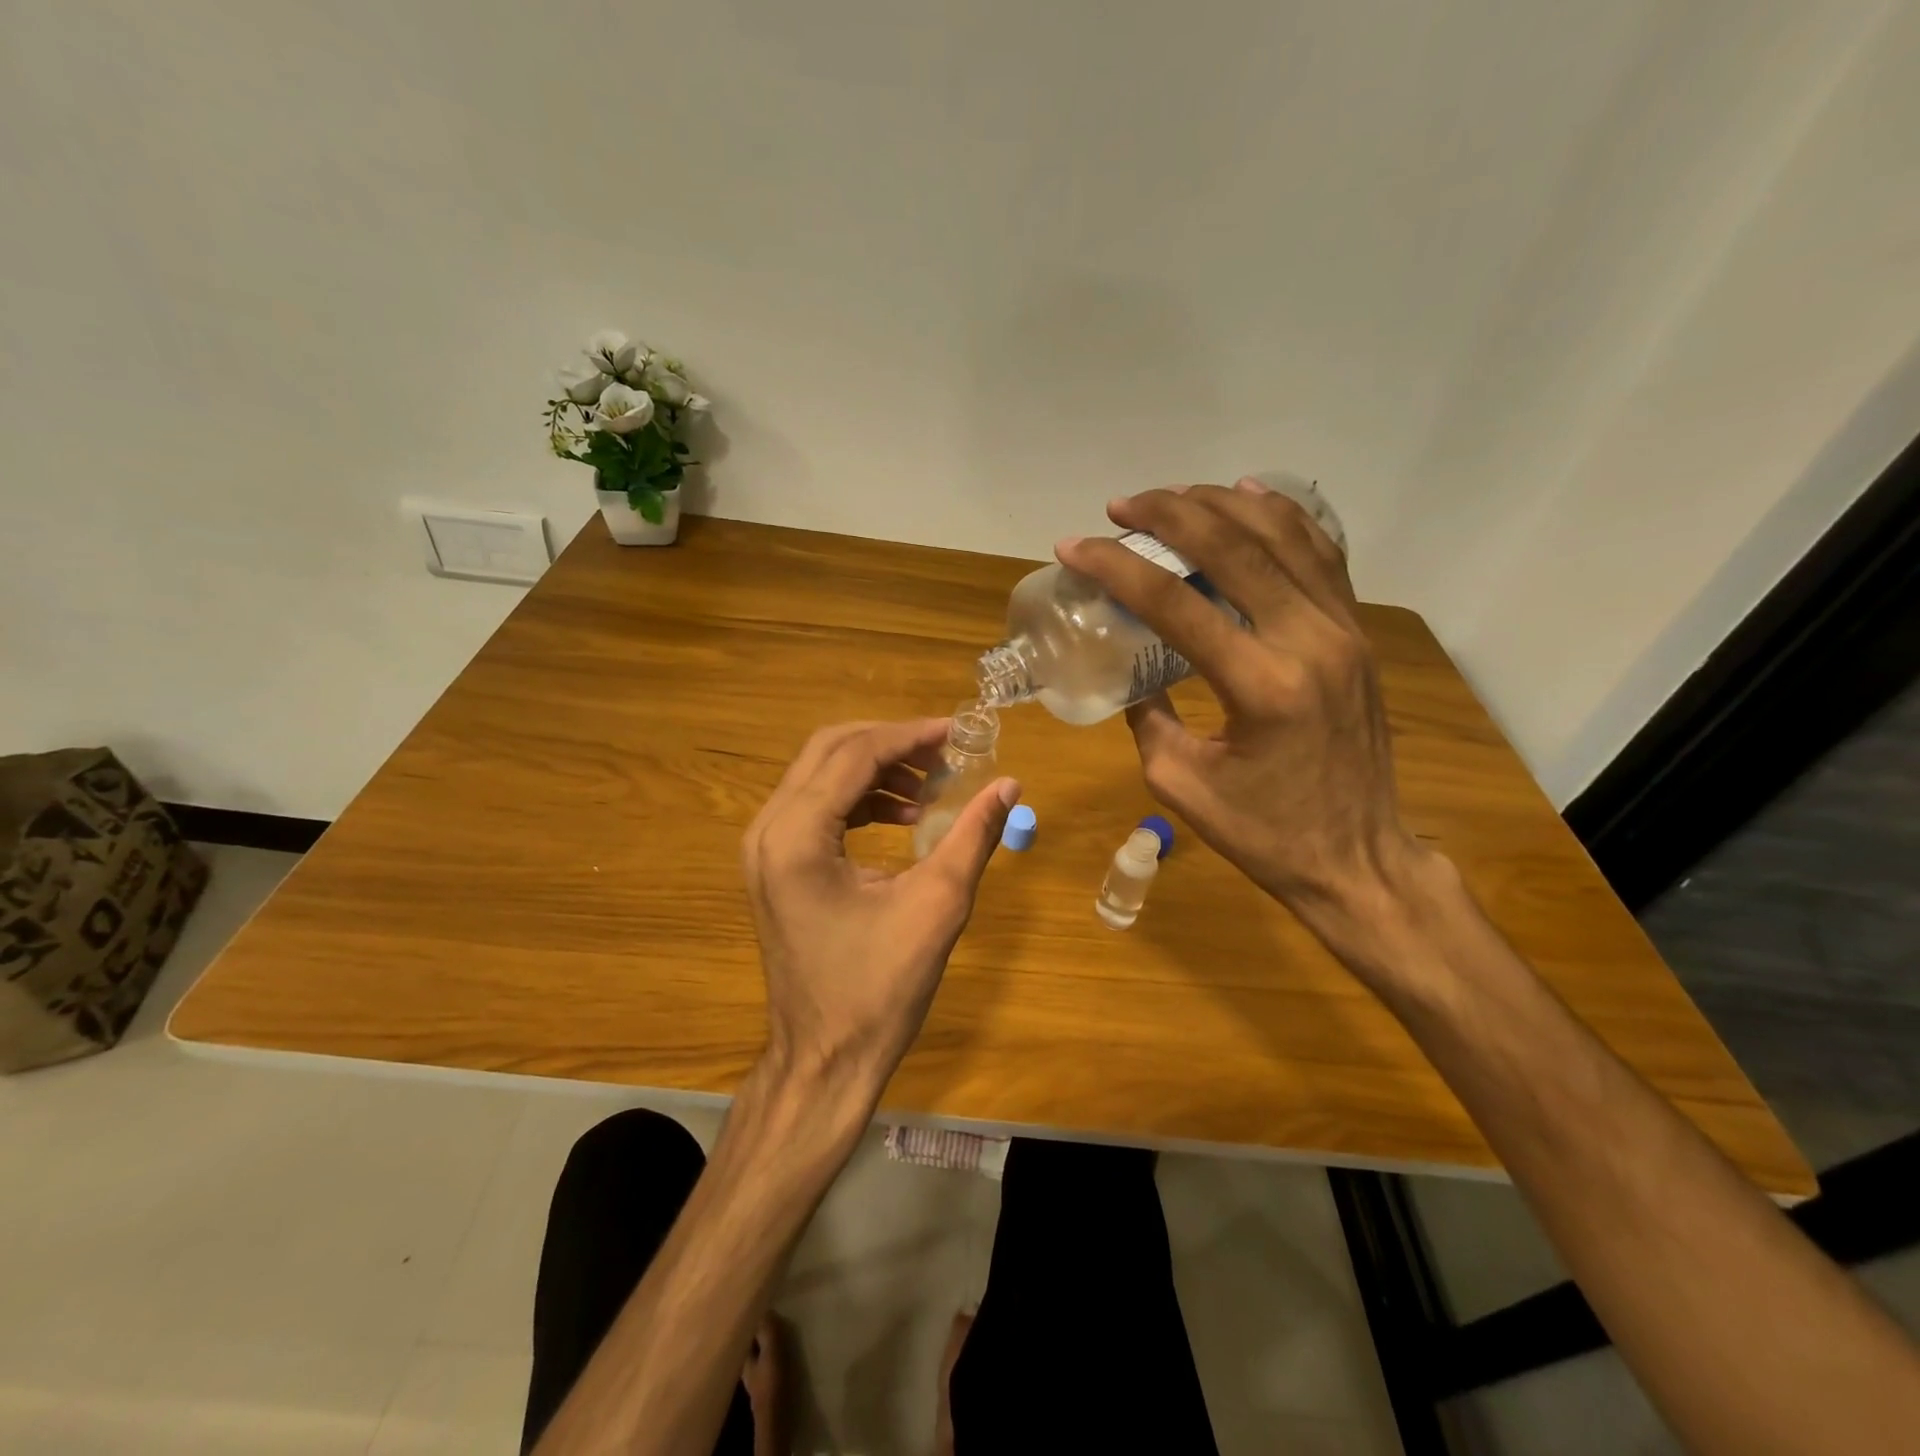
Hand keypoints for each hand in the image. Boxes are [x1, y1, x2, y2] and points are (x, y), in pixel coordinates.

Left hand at [742, 720, 1019, 1106]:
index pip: (855, 754)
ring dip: (876, 769)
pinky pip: (816, 807)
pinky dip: (860, 798)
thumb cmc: (879, 990)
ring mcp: (764, 849)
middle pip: (829, 750)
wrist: (824, 1061)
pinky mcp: (774, 866)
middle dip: (890, 743)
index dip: (911, 736)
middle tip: (944, 753)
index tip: (958, 732)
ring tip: (930, 788)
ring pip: (820, 774)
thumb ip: (973, 836)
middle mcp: (768, 830)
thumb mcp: (937, 906)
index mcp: (797, 836)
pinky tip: (903, 817)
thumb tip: (1008, 784)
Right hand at [1058, 480, 1418, 928]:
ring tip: (1172, 497)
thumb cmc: (1265, 834)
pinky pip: (1322, 554)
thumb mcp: (1180, 784)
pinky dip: (1283, 517)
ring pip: (1282, 535)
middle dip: (1167, 514)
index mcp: (1260, 685)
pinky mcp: (1357, 633)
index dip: (1115, 567)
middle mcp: (1309, 640)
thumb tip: (1134, 670)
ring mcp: (1343, 630)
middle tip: (1120, 507)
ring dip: (1221, 504)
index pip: (1173, 603)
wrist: (1358, 859)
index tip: (1073, 547)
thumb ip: (1148, 716)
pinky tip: (1250, 497)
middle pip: (1232, 547)